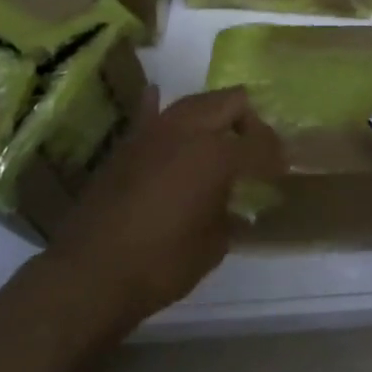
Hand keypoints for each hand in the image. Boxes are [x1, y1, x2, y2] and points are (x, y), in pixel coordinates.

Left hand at [49, 87, 284, 323]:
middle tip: (254, 151)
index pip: (260, 144)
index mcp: (217, 154)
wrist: (90, 272)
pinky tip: (160, 99)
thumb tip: (231, 202)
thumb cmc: (161, 264)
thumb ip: (228, 212)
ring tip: (220, 141)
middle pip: (231, 102)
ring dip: (214, 115)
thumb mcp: (213, 244)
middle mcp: (188, 130)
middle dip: (249, 122)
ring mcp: (154, 132)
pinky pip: (151, 113)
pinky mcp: (127, 143)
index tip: (281, 171)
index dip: (276, 157)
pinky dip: (160, 107)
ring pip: (194, 102)